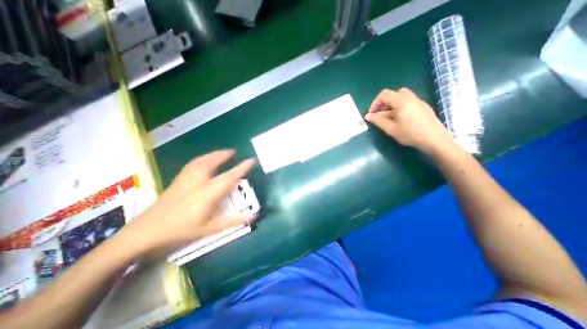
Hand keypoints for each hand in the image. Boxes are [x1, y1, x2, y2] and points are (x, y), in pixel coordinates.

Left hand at [118, 150, 257, 255]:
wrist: (144, 232)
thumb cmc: (180, 231)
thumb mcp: (210, 229)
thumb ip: (233, 221)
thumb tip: (254, 216)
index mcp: (209, 192)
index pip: (230, 176)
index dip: (242, 167)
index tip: (251, 160)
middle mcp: (199, 181)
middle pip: (214, 162)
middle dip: (225, 155)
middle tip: (234, 151)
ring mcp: (186, 179)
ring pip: (202, 160)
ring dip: (214, 154)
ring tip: (222, 152)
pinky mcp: (178, 180)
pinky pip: (194, 163)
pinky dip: (203, 158)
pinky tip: (204, 160)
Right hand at [366, 87, 452, 153]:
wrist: (434, 139)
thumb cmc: (410, 134)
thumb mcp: (390, 129)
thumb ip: (378, 121)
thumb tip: (367, 116)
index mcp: (401, 101)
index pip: (384, 94)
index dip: (375, 103)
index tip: (372, 114)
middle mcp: (410, 98)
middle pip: (394, 94)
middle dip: (384, 103)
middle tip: (381, 114)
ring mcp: (419, 102)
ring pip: (402, 98)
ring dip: (392, 105)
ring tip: (389, 118)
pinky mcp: (424, 107)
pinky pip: (409, 103)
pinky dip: (400, 107)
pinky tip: (401, 120)